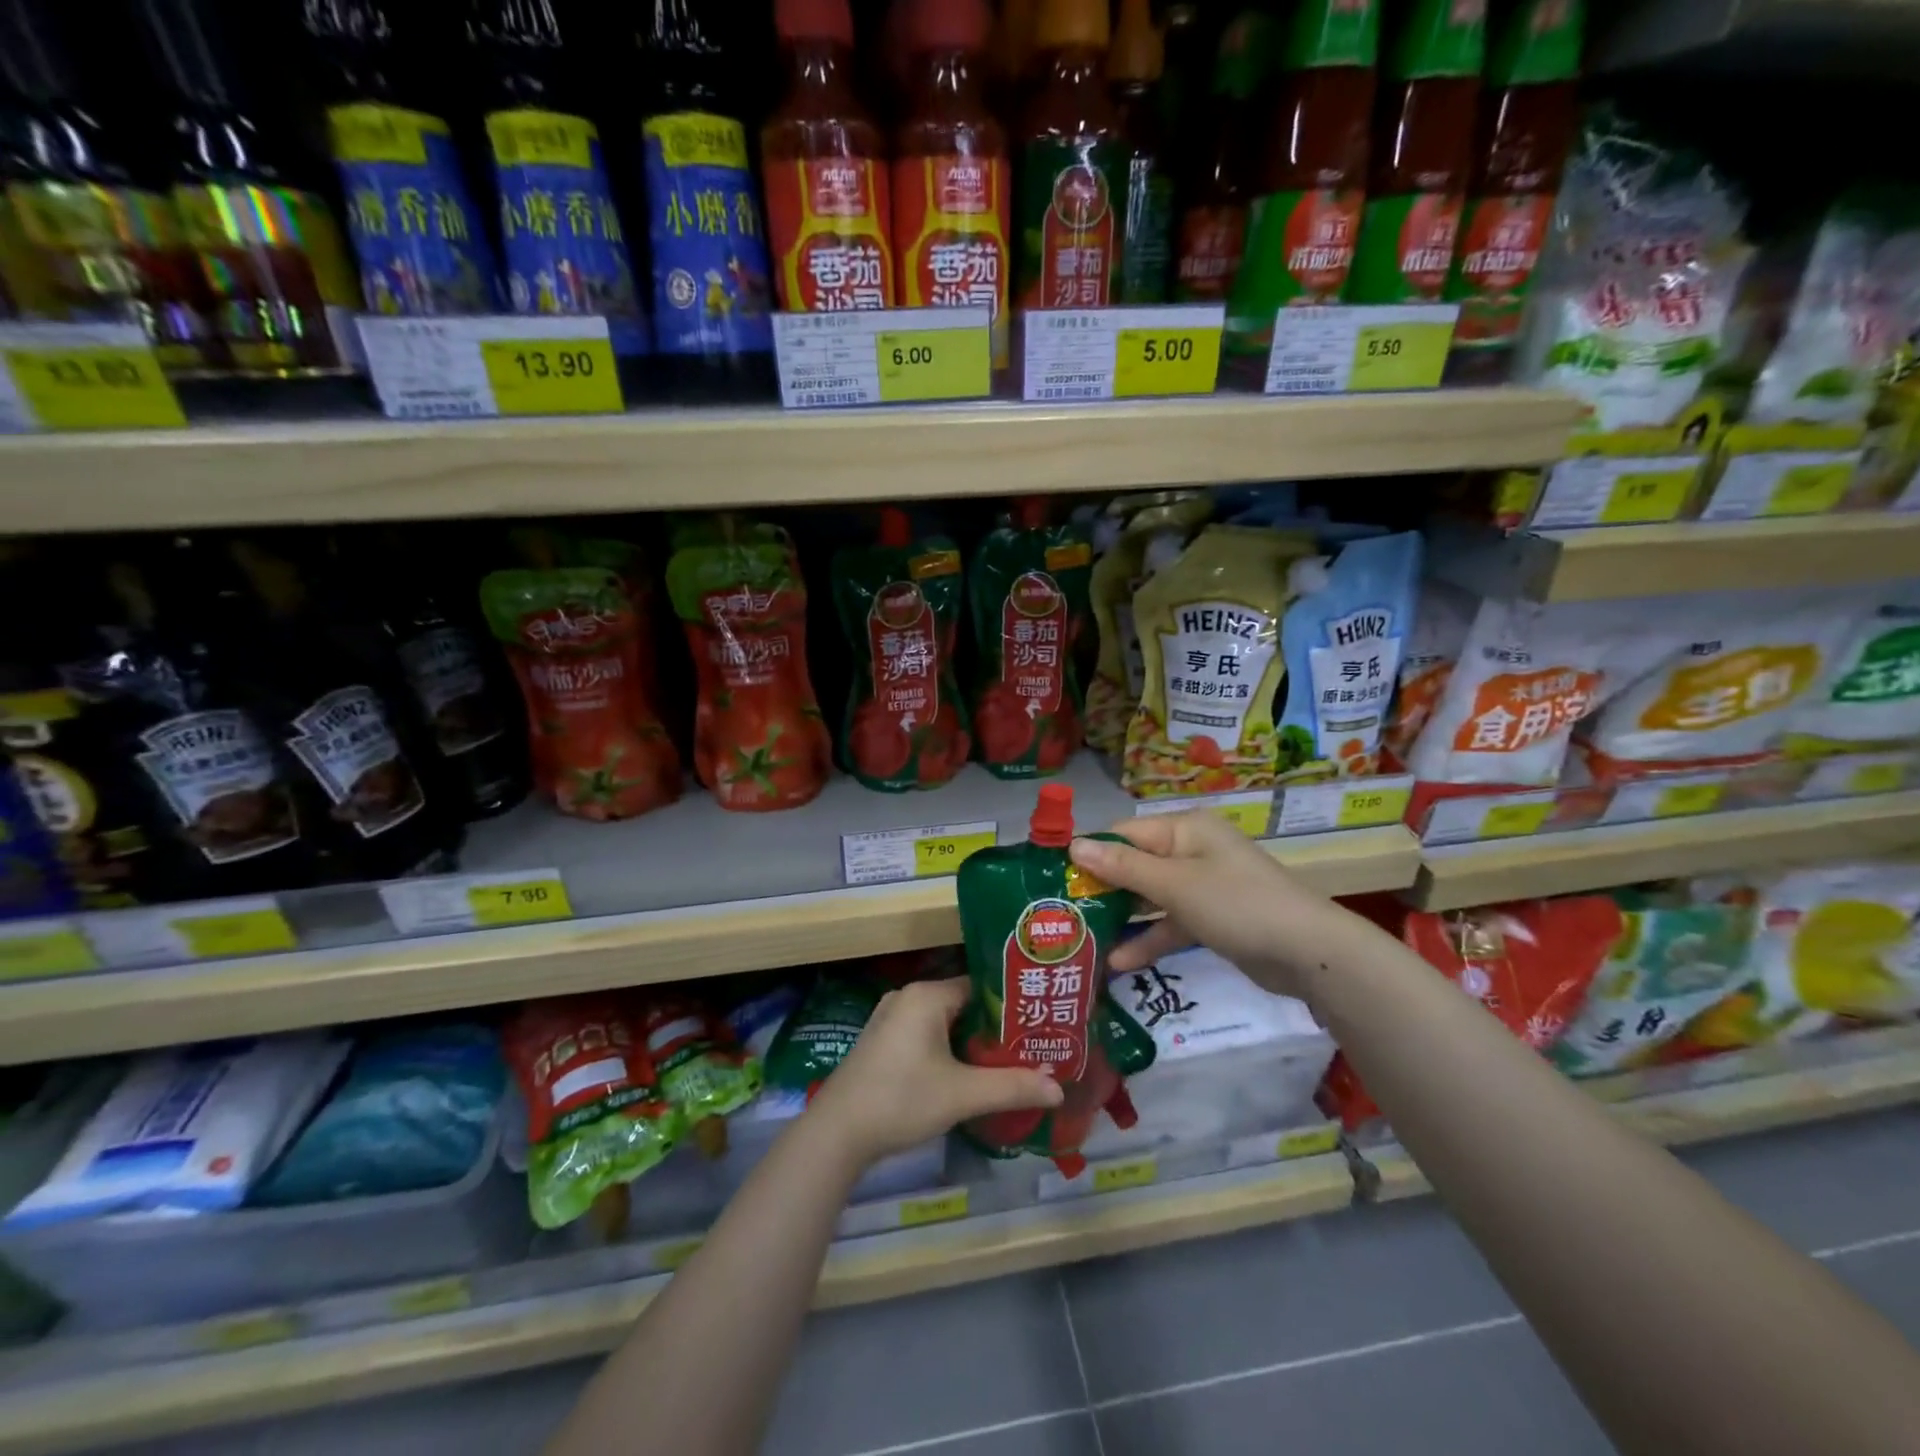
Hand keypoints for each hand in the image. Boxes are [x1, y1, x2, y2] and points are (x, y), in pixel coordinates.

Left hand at [804, 978, 1063, 1164]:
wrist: (837, 1132)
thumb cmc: (901, 1099)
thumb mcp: (962, 1094)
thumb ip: (1012, 1087)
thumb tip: (1059, 1089)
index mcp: (926, 994)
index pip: (980, 986)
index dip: (1010, 1004)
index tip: (1039, 1022)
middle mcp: (907, 997)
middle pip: (963, 1003)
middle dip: (993, 1026)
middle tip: (1029, 1046)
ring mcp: (890, 1019)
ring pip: (943, 1021)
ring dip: (970, 1040)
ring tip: (1005, 1061)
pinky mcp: (881, 1042)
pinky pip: (925, 1034)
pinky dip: (947, 1048)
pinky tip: (965, 1073)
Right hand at [1070, 812, 1333, 995]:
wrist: (1308, 953)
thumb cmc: (1236, 904)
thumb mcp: (1175, 884)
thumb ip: (1123, 867)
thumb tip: (1074, 844)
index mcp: (1184, 830)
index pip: (1124, 834)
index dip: (1090, 852)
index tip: (1055, 877)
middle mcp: (1191, 851)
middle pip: (1135, 865)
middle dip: (1102, 889)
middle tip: (1062, 914)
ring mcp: (1203, 886)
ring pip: (1151, 897)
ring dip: (1122, 918)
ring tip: (1083, 941)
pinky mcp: (1212, 919)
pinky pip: (1171, 922)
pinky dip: (1149, 938)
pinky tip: (1119, 962)